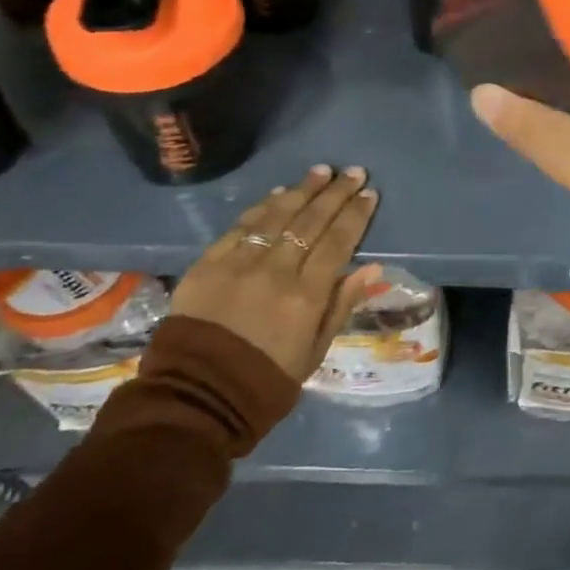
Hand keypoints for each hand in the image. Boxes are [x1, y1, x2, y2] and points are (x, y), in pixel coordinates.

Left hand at [169, 165, 381, 381]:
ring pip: (278, 216)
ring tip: (322, 171)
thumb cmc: (266, 381)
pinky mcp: (208, 264)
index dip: (355, 215)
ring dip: (303, 190)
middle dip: (336, 193)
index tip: (370, 194)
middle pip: (311, 221)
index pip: (338, 242)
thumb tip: (372, 268)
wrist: (197, 398)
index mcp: (306, 296)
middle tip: (353, 172)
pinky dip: (263, 207)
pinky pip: (241, 226)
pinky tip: (280, 193)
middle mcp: (275, 271)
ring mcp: (239, 263)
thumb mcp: (315, 352)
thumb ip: (342, 305)